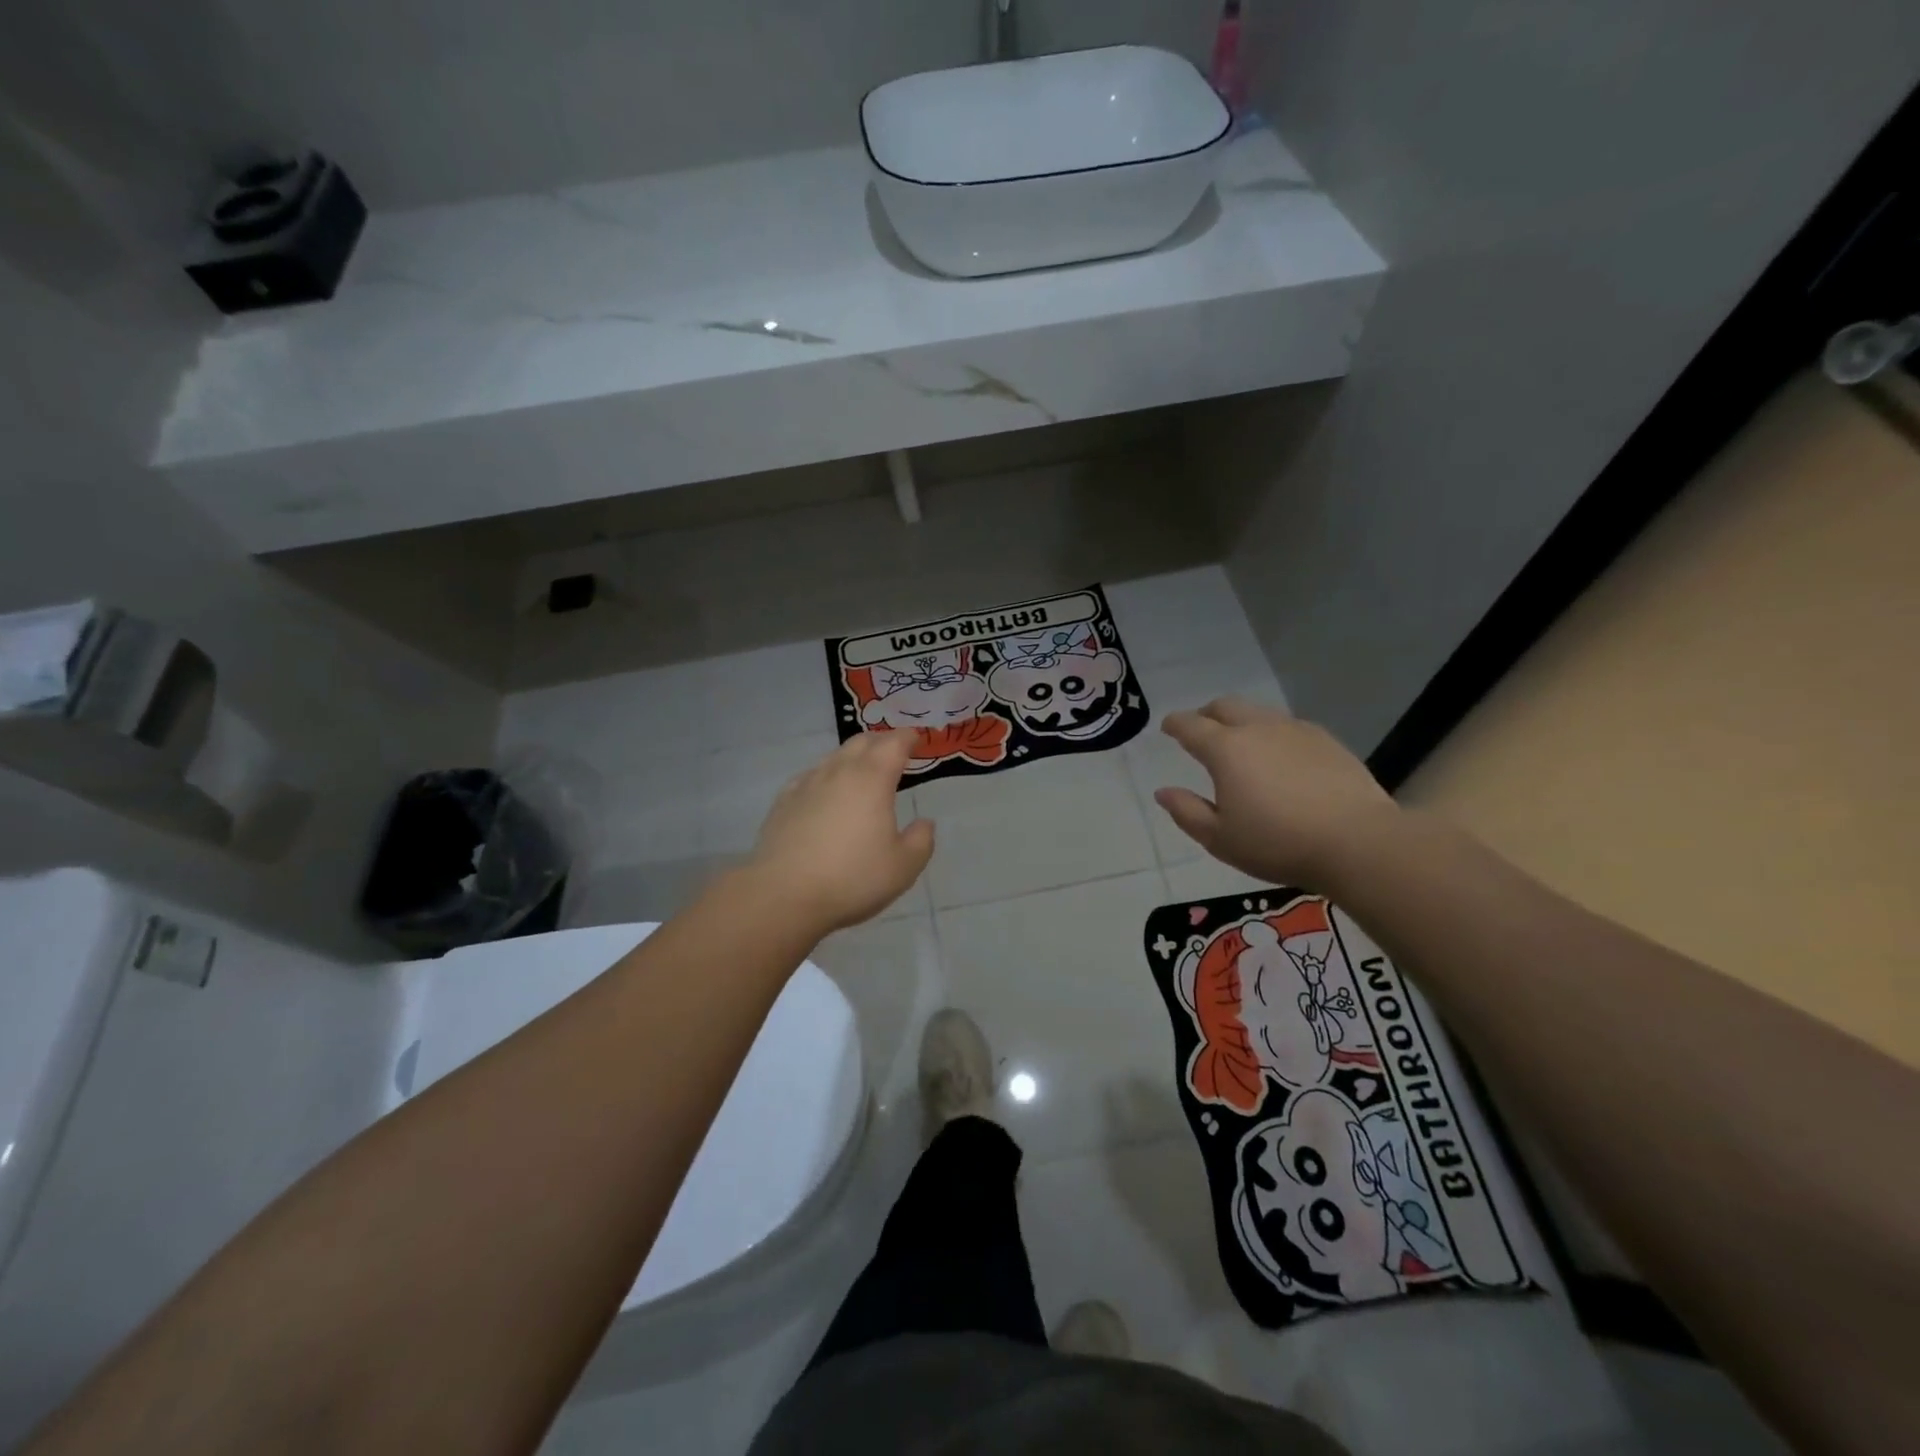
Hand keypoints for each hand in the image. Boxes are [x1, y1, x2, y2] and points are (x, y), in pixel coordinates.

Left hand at [747, 731, 935, 932]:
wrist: (784, 895)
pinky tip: (824, 790)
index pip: (894, 744)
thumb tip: (924, 823)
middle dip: (881, 741)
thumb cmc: (852, 878)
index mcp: (873, 780)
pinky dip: (825, 775)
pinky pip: (810, 776)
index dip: (908, 737)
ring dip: (852, 757)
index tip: (917, 739)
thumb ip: (921, 840)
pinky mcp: (784, 802)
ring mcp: (807, 784)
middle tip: (893, 751)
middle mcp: (839, 772)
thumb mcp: (904, 867)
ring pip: (833, 757)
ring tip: (862, 771)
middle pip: (861, 742)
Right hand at [1155, 697, 1400, 891]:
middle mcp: (1258, 729)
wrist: (1357, 841)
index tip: (1167, 727)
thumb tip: (1163, 792)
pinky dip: (1273, 733)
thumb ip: (1187, 812)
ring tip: (1241, 743)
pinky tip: (1280, 756)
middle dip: (1207, 713)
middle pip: (1225, 706)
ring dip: (1241, 721)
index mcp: (1225, 749)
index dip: (1175, 724)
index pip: (1190, 725)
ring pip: (1259, 713)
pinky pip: (1289, 726)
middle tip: (1200, 729)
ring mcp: (1296, 730)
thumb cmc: (1278, 843)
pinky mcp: (1326, 740)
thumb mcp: (1220, 838)